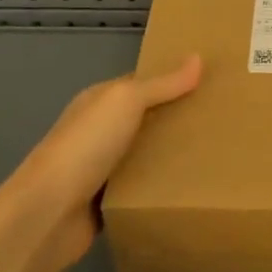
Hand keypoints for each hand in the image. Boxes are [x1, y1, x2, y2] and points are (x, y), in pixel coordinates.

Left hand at [0, 55, 202, 271]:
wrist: (48, 214)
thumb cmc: (85, 147)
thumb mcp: (125, 102)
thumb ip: (162, 84)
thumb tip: (198, 57)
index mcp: (99, 102)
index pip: (142, 84)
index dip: (174, 82)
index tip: (213, 84)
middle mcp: (99, 132)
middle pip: (147, 120)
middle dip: (179, 119)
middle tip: (224, 120)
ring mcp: (101, 168)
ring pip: (146, 155)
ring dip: (173, 155)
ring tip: (220, 153)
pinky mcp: (107, 202)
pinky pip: (143, 188)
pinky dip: (162, 187)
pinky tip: (193, 186)